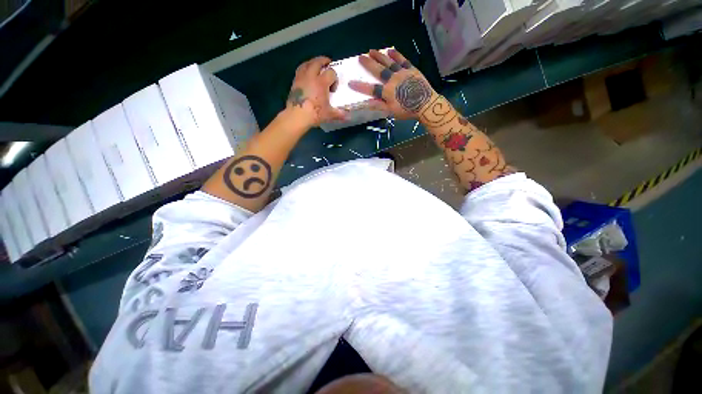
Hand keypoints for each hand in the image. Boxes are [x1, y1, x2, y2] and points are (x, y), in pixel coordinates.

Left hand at [286, 56, 346, 128]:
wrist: (297, 116)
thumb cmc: (315, 114)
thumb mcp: (329, 114)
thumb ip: (339, 114)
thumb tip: (348, 117)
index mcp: (322, 82)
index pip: (331, 72)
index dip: (334, 77)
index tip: (334, 87)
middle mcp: (311, 76)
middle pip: (317, 62)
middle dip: (323, 61)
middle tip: (327, 63)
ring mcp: (301, 78)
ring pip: (307, 63)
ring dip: (312, 62)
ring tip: (316, 66)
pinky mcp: (294, 82)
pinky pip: (300, 70)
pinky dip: (305, 69)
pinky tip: (307, 75)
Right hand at [349, 49, 437, 119]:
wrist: (426, 104)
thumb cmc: (407, 110)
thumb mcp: (391, 111)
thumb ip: (378, 106)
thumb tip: (366, 102)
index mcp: (387, 92)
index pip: (371, 89)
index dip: (360, 86)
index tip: (351, 83)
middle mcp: (393, 80)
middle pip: (378, 71)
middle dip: (368, 64)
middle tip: (360, 57)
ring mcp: (402, 73)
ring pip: (388, 62)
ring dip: (379, 56)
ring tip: (371, 50)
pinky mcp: (411, 69)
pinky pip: (402, 60)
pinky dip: (396, 54)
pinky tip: (390, 50)